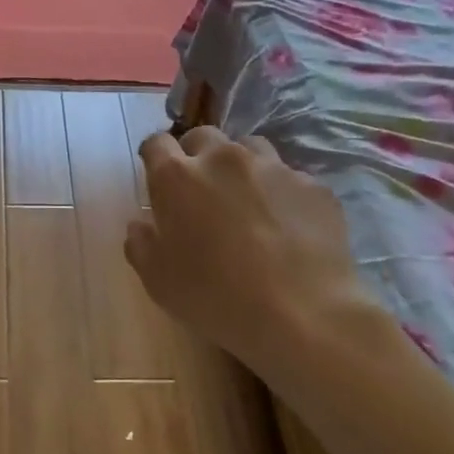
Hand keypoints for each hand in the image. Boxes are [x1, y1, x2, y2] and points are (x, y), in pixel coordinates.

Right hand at [126, 127, 376, 381]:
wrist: (303, 316)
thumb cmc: (216, 298)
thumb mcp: (158, 280)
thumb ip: (140, 243)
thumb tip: (142, 223)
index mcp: (177, 177)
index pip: (156, 143)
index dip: (155, 158)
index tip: (159, 180)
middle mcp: (223, 159)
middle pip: (202, 137)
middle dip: (197, 156)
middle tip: (202, 192)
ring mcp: (272, 167)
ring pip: (249, 148)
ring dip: (240, 167)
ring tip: (247, 201)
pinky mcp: (312, 185)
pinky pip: (289, 178)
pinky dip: (281, 193)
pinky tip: (287, 226)